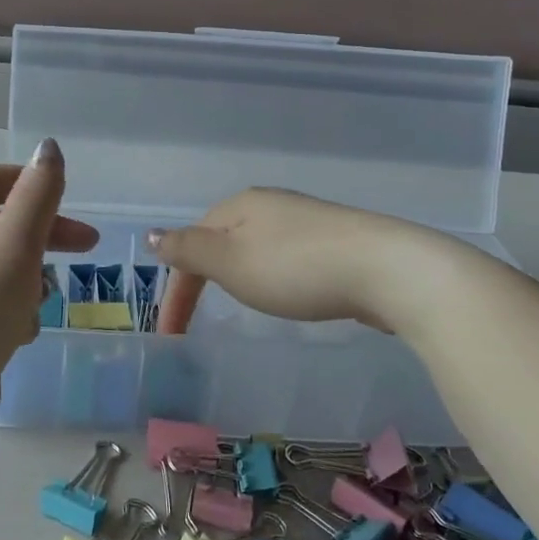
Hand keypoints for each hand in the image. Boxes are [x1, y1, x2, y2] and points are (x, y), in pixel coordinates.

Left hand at [0, 140, 96, 468]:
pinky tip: (16, 343)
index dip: (25, 181)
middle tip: (86, 251)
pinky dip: (6, 315)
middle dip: (41, 235)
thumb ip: (36, 199)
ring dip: (26, 282)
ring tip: (41, 310)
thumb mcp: (12, 251)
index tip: (65, 200)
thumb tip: (48, 146)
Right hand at [150, 188, 400, 334]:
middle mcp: (270, 205)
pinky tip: (289, 291)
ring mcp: (306, 220)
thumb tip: (151, 234)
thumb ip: (188, 250)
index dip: (177, 289)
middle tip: (199, 318)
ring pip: (256, 247)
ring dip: (239, 275)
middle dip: (205, 277)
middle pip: (223, 240)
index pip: (192, 244)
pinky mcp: (335, 241)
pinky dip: (273, 276)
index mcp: (240, 205)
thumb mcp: (231, 262)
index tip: (172, 334)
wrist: (387, 269)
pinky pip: (287, 256)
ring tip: (240, 303)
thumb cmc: (296, 268)